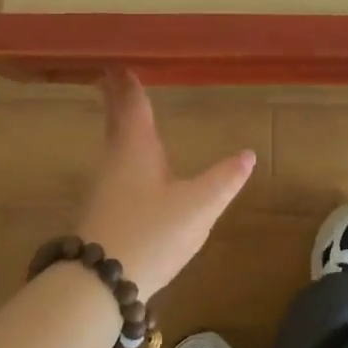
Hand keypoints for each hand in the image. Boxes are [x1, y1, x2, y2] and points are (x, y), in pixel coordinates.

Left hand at [75, 71, 256, 296]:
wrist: (100, 283)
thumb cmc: (151, 232)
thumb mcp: (198, 206)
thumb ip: (224, 179)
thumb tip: (248, 154)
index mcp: (136, 148)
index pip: (133, 106)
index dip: (128, 84)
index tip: (120, 64)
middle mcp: (116, 159)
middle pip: (116, 120)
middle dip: (117, 98)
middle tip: (113, 76)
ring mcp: (105, 186)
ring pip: (113, 143)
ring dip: (118, 123)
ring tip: (125, 113)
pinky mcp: (102, 211)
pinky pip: (113, 165)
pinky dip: (120, 150)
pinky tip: (129, 165)